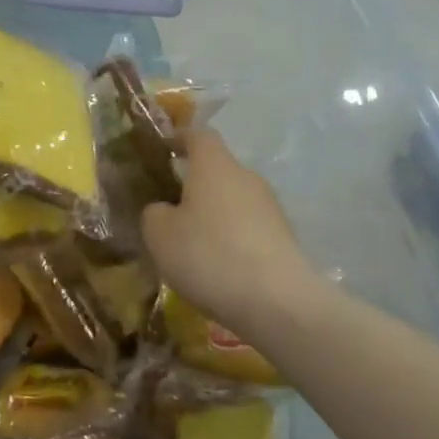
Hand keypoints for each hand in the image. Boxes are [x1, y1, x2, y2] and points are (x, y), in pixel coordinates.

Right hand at [142, 130, 331, 340]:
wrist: (277, 302)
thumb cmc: (208, 255)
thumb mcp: (159, 234)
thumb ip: (154, 213)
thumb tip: (163, 209)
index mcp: (214, 165)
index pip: (198, 135)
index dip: (179, 138)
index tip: (162, 149)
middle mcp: (246, 177)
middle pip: (217, 170)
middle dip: (193, 184)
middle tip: (168, 208)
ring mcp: (270, 208)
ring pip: (233, 200)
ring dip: (213, 214)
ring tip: (191, 244)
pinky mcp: (284, 238)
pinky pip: (248, 228)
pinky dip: (231, 238)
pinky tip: (218, 266)